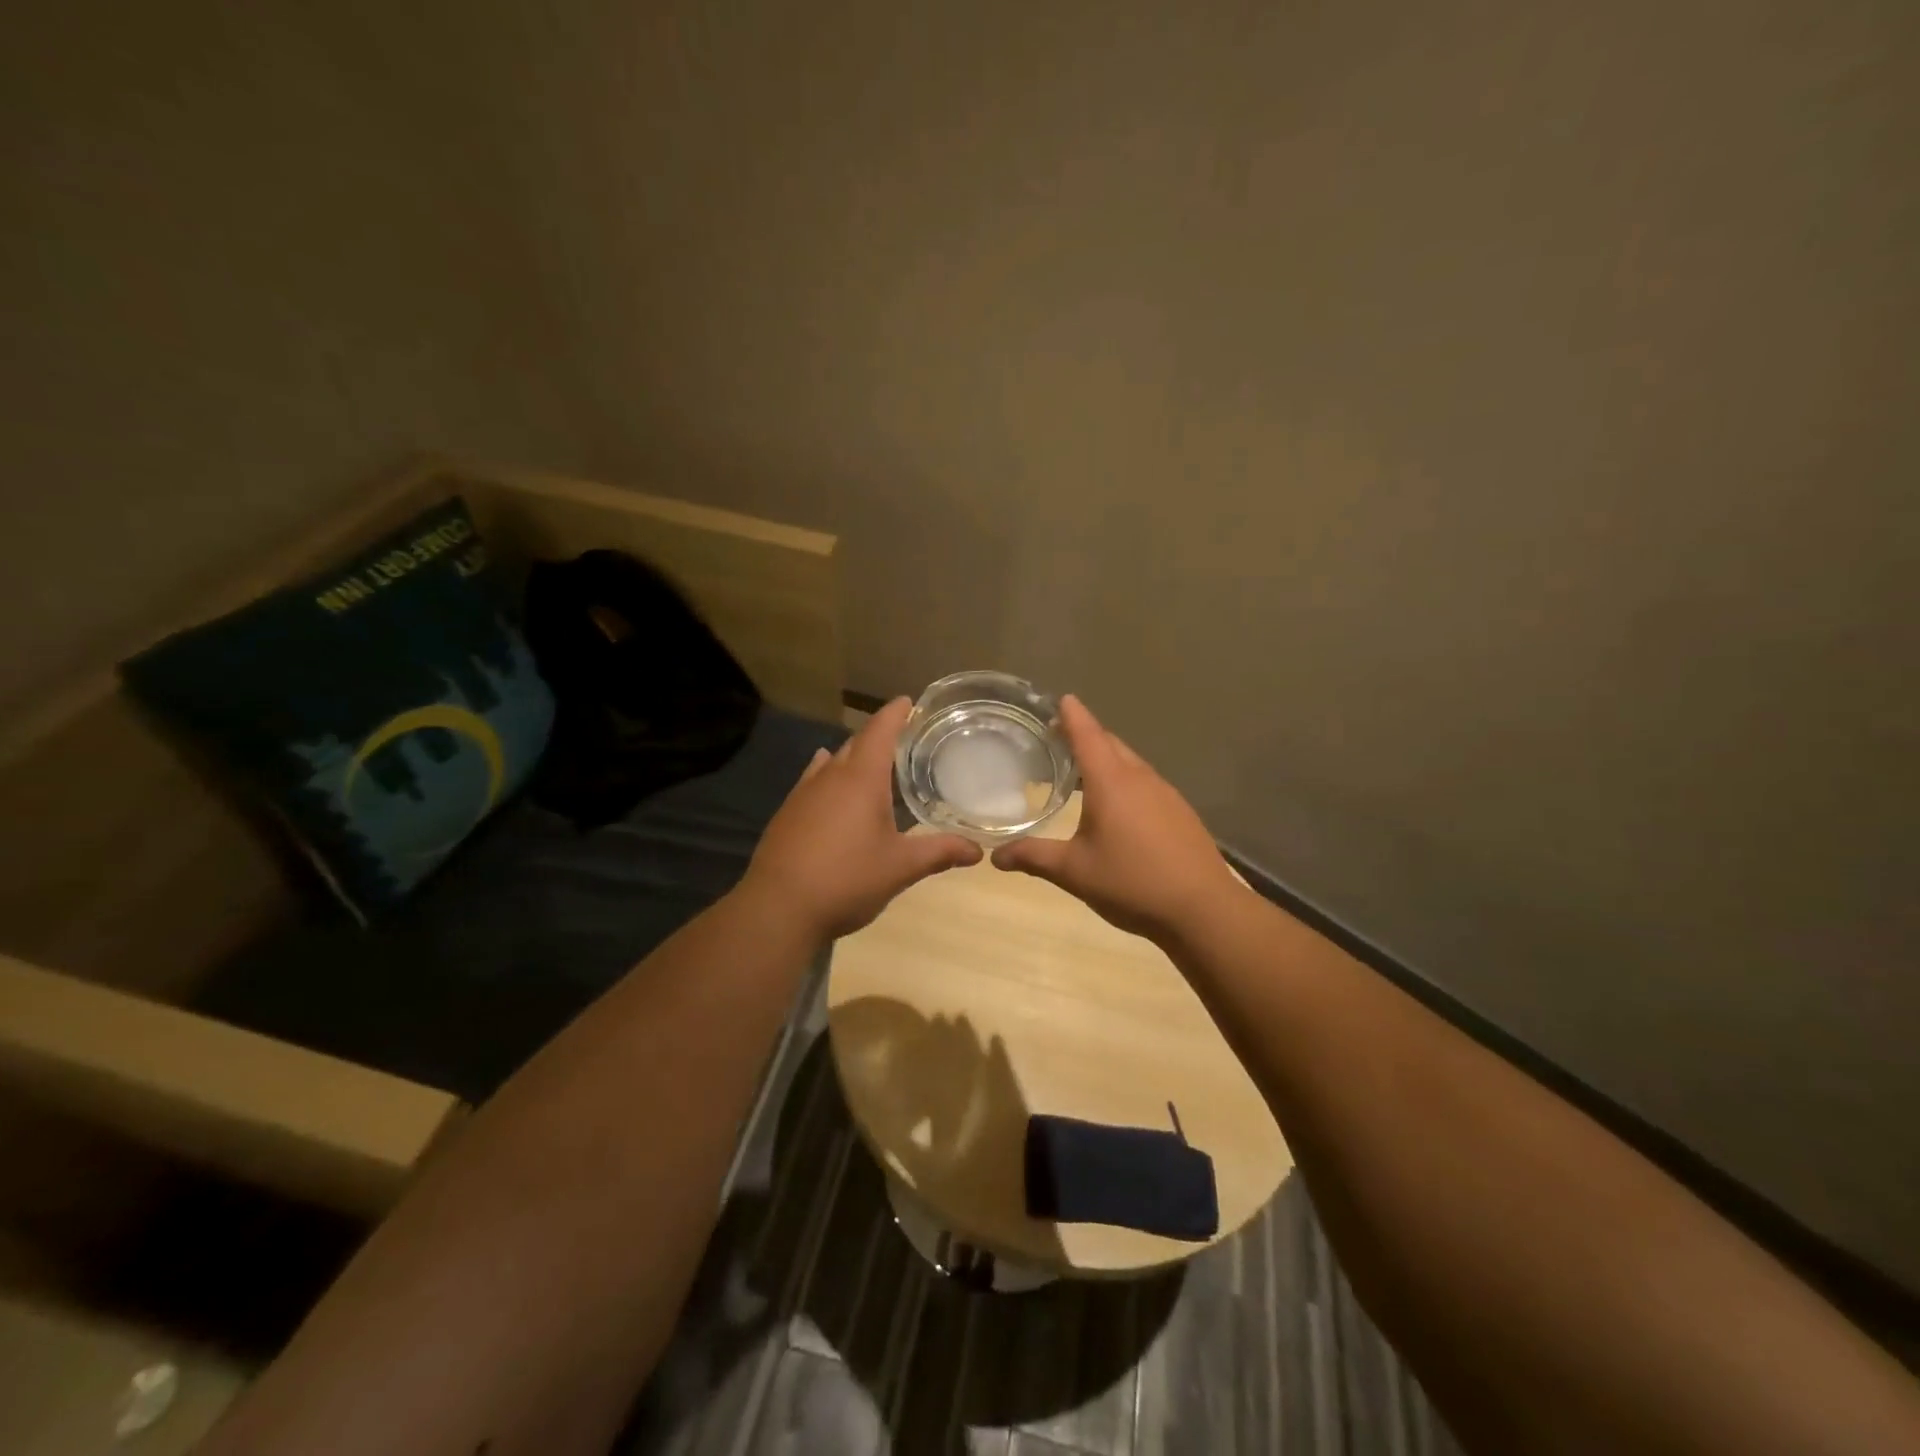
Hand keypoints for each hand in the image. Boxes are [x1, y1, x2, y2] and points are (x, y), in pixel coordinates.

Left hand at [741, 697, 982, 942]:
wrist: (778, 908)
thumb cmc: (846, 879)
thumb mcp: (900, 867)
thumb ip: (940, 852)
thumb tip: (978, 850)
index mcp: (861, 779)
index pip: (880, 731)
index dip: (895, 713)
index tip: (909, 701)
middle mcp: (830, 777)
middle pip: (856, 744)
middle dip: (879, 736)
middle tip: (904, 738)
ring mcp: (803, 794)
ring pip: (832, 762)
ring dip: (853, 757)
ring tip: (873, 764)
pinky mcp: (787, 814)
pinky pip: (813, 781)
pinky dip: (830, 776)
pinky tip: (831, 787)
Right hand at [991, 695, 1239, 944]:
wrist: (1203, 908)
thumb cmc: (1131, 882)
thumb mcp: (1074, 871)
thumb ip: (1034, 857)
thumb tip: (995, 857)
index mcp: (1111, 782)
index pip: (1087, 735)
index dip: (1072, 715)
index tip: (1061, 699)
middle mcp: (1139, 778)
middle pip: (1110, 744)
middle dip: (1086, 735)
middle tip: (1058, 738)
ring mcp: (1165, 793)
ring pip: (1130, 763)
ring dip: (1106, 758)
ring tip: (1082, 771)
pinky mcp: (1180, 811)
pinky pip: (1145, 782)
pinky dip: (1124, 780)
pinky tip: (1117, 806)